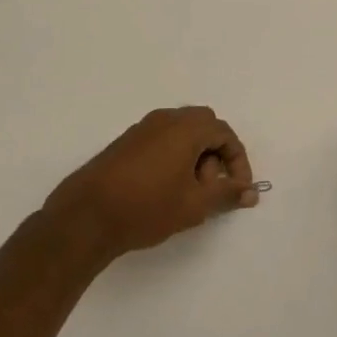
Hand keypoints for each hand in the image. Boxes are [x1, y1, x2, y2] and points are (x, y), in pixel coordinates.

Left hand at [46, 106, 258, 262]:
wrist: (85, 217)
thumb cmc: (147, 207)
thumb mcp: (194, 205)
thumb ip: (226, 194)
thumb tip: (250, 192)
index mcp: (185, 128)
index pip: (225, 133)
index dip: (238, 161)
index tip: (238, 189)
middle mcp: (165, 120)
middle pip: (204, 127)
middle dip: (216, 155)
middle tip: (210, 187)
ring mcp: (142, 129)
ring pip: (181, 133)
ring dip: (194, 157)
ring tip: (187, 194)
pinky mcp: (125, 143)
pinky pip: (162, 140)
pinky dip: (174, 157)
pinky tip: (165, 190)